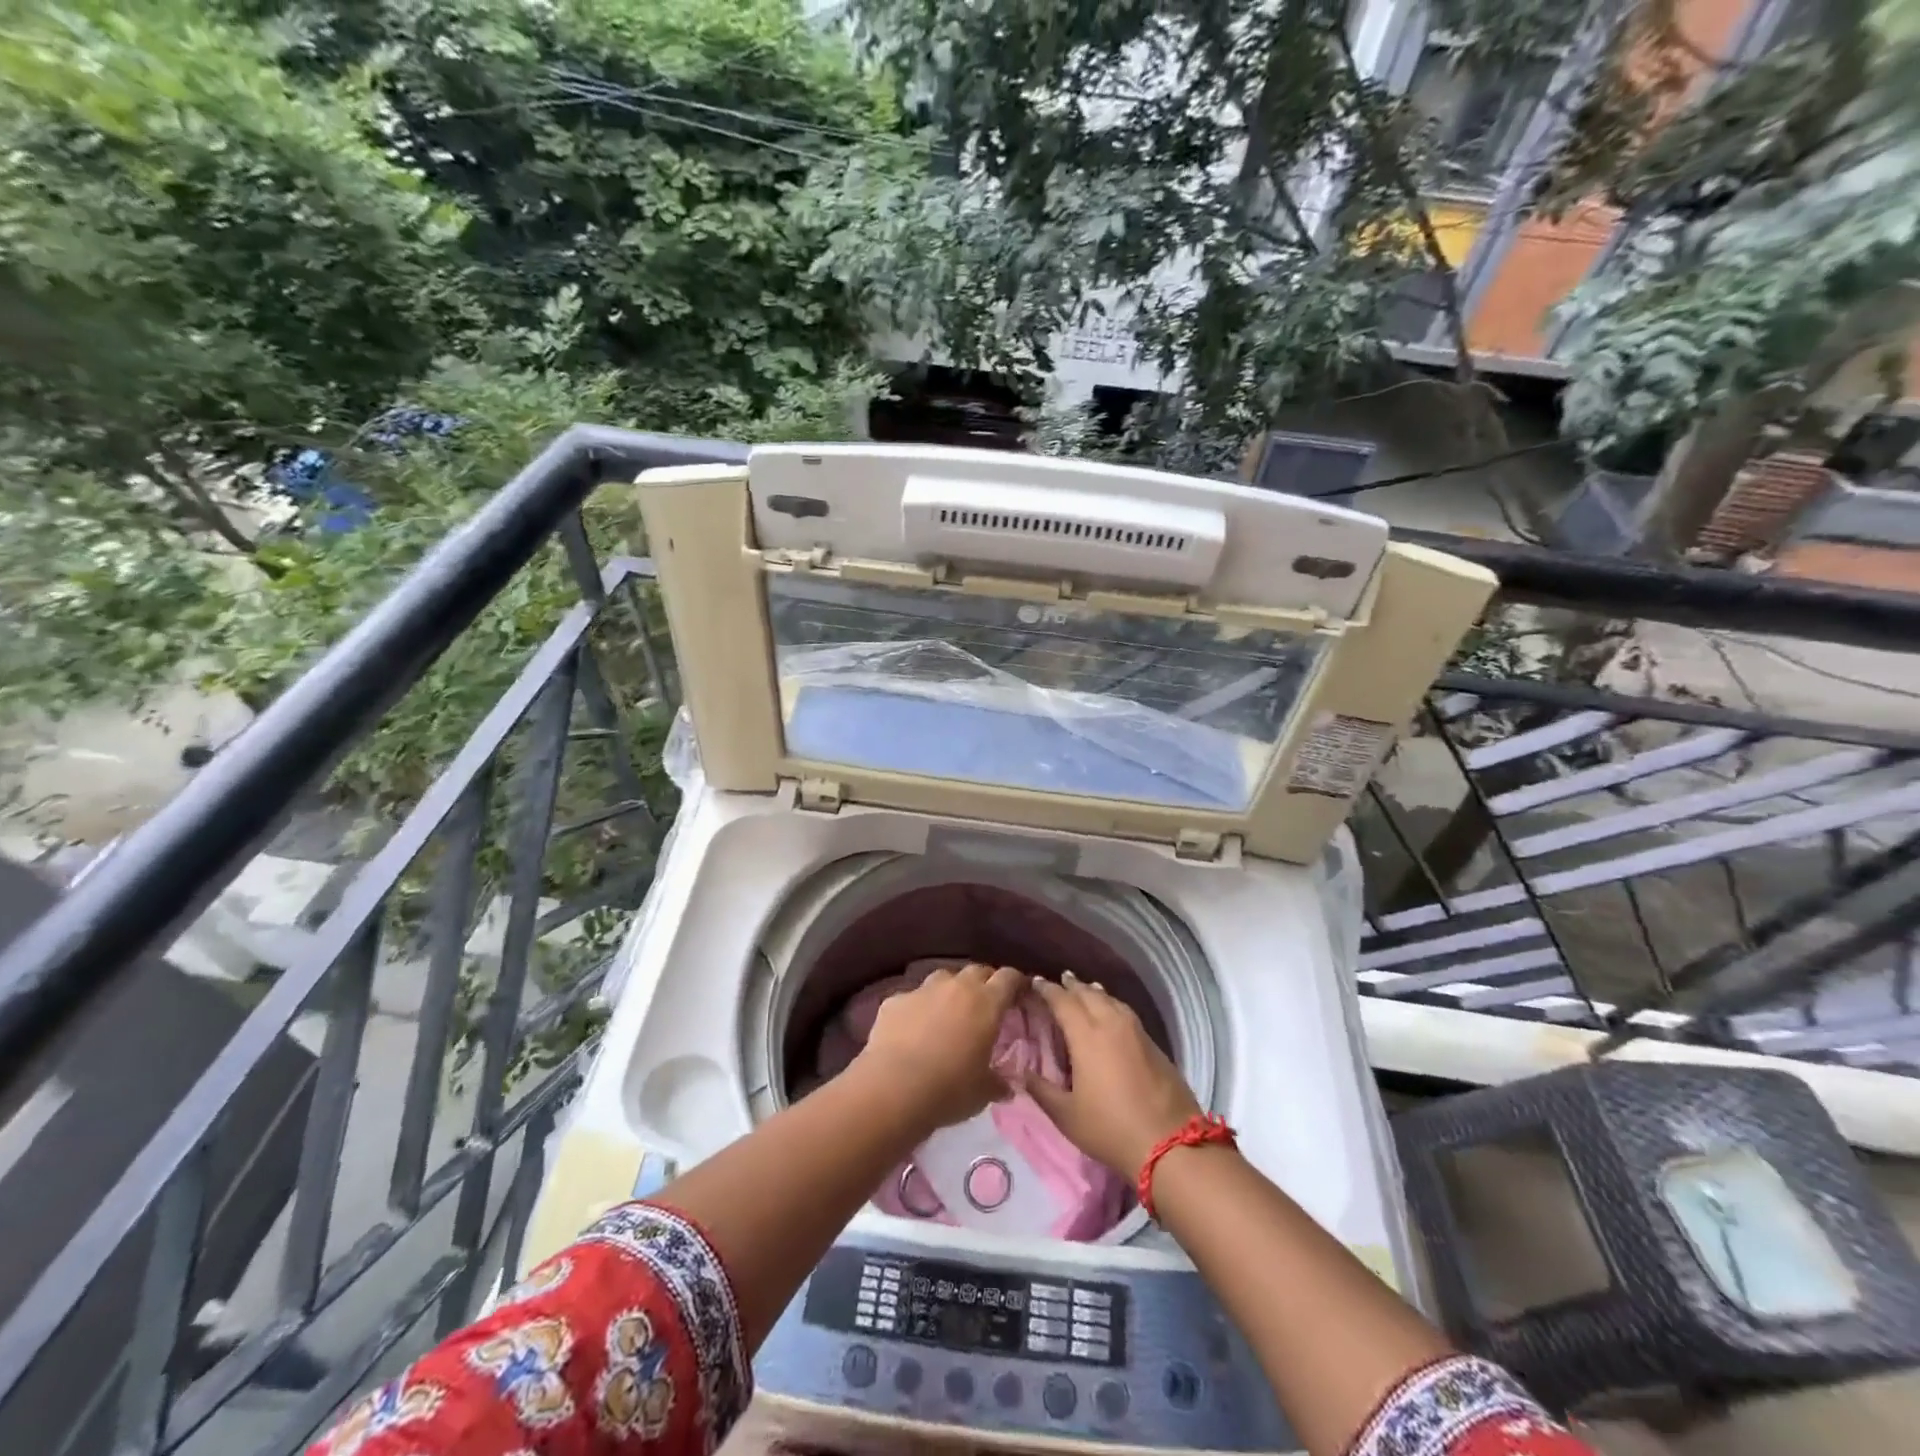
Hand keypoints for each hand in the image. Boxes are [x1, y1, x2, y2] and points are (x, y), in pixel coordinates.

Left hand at [854, 963, 1025, 1132]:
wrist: (893, 1088)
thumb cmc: (949, 1089)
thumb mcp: (983, 1092)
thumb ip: (998, 1083)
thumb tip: (1006, 1087)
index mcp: (986, 1003)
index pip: (1009, 978)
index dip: (1017, 983)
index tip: (1020, 994)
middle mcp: (956, 987)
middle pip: (977, 971)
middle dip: (985, 983)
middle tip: (987, 1004)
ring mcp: (923, 990)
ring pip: (943, 978)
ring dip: (951, 991)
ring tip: (949, 1013)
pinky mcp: (894, 1000)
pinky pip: (912, 998)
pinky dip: (918, 1008)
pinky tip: (913, 1029)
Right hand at [1021, 971, 1202, 1175]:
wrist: (1170, 1145)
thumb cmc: (1110, 1129)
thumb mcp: (1066, 1116)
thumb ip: (1041, 1090)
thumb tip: (1020, 1072)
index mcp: (1086, 1035)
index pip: (1062, 1000)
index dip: (1047, 989)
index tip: (1035, 982)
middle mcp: (1111, 1023)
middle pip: (1088, 993)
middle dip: (1071, 985)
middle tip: (1058, 982)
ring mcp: (1136, 1031)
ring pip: (1110, 1000)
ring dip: (1093, 992)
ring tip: (1084, 990)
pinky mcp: (1153, 1043)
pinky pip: (1125, 1012)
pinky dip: (1112, 1005)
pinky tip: (1110, 1013)